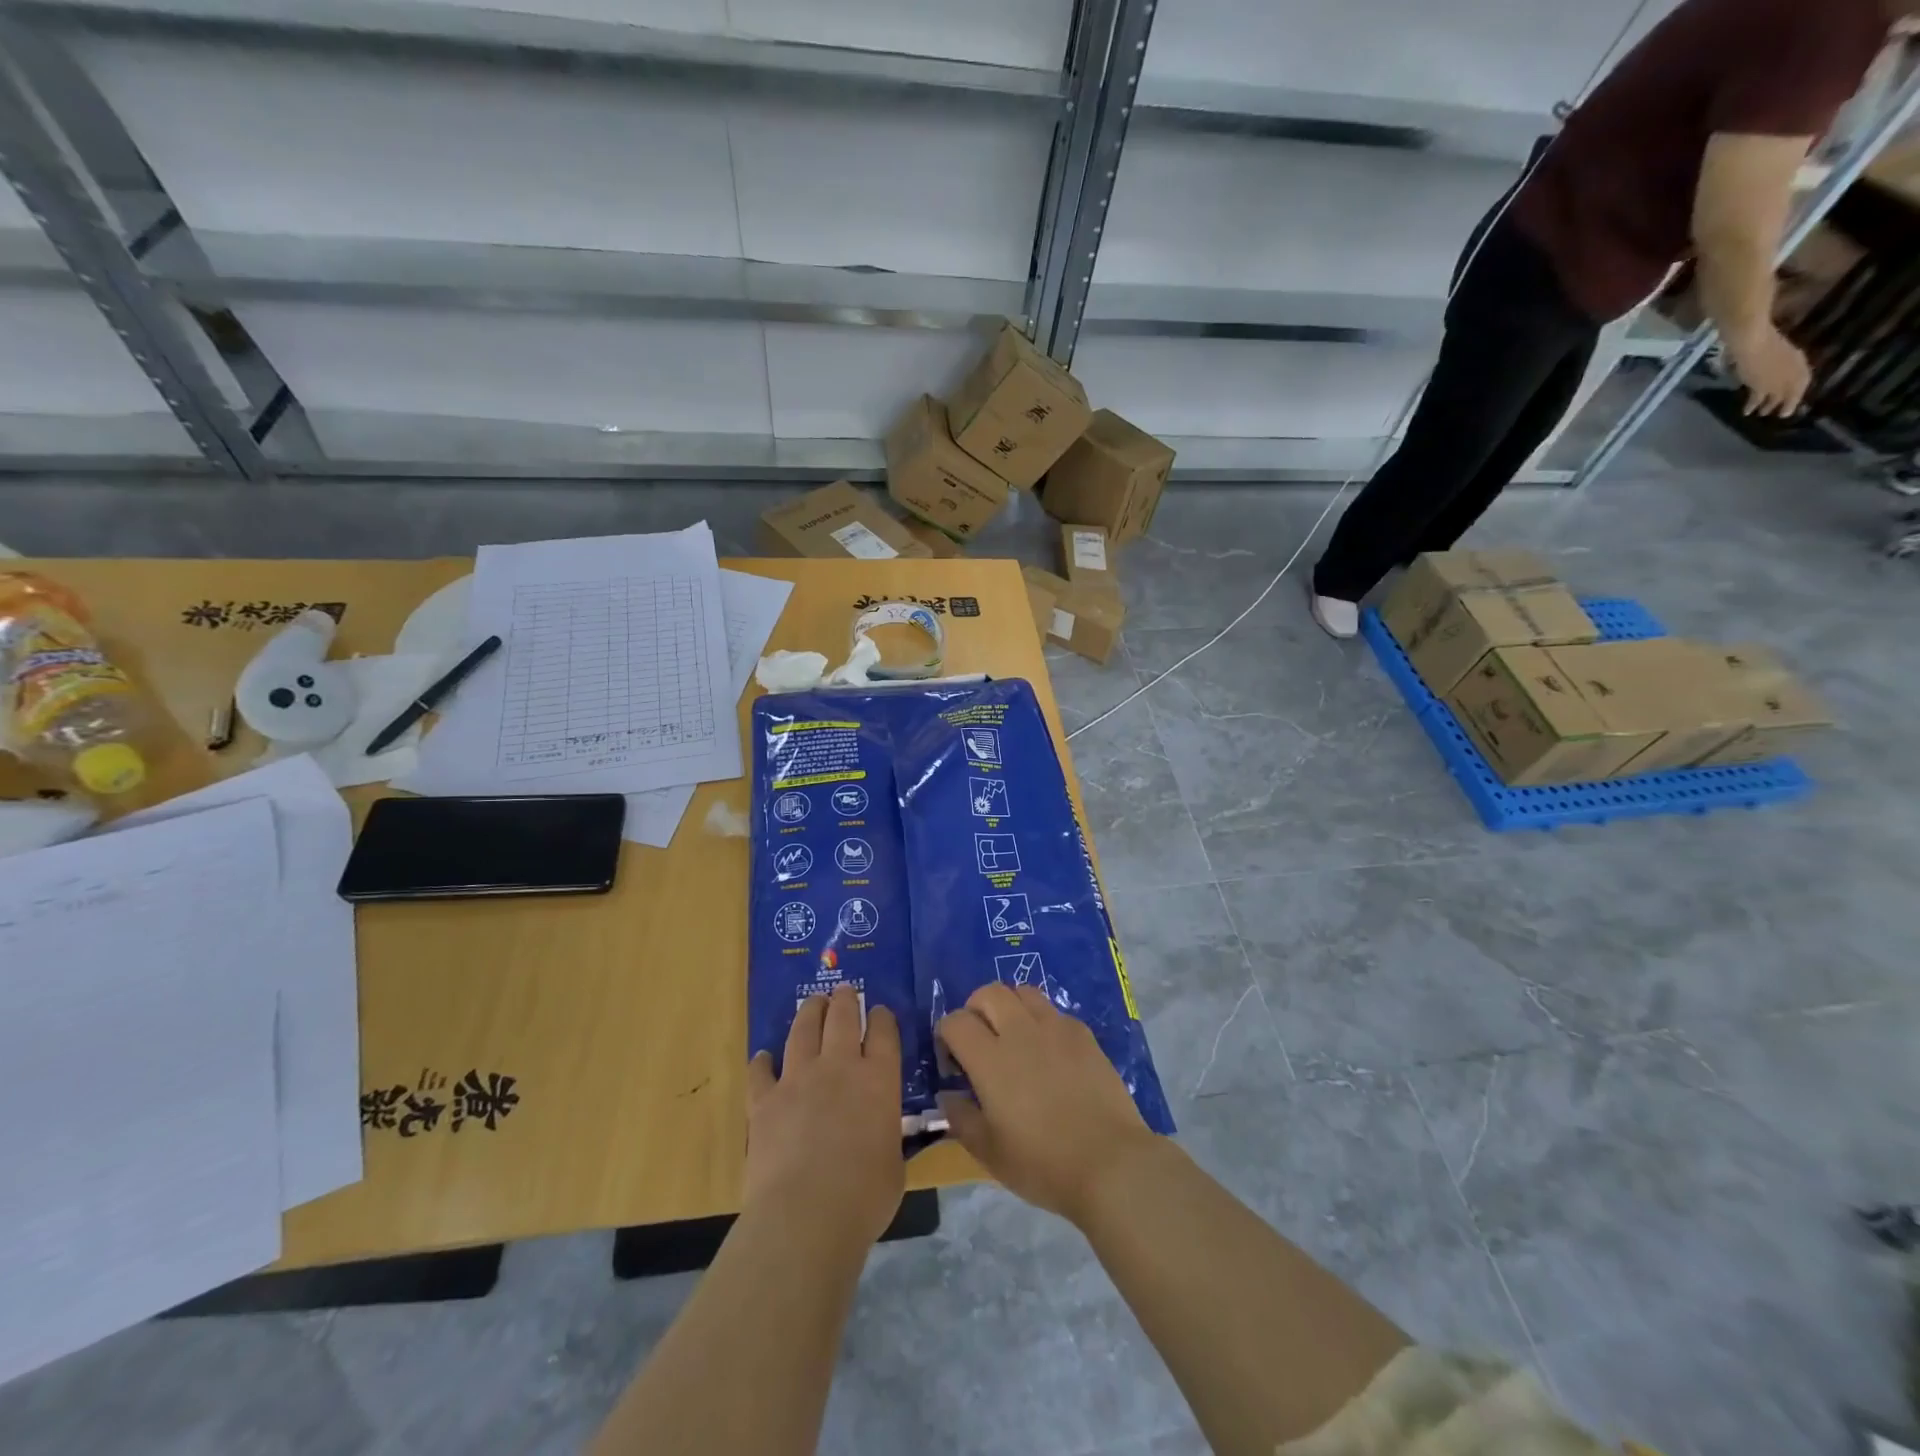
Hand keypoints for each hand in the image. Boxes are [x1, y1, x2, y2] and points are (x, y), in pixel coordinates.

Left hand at [746, 985, 903, 1248]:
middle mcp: (839, 1066)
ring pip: (803, 1030)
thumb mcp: (894, 1163)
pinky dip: (763, 1062)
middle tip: (844, 991)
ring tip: (813, 1003)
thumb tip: (884, 1135)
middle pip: (843, 1017)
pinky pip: (761, 1071)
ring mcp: (798, 1079)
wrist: (805, 1215)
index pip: (884, 1032)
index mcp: (879, 1079)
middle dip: (845, 1000)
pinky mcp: (764, 1100)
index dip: (882, 1018)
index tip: (880, 1012)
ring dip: (810, 1012)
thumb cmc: (864, 1197)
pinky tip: (763, 1057)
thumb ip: (888, 1136)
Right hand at [935, 983, 1160, 1227]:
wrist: (1110, 1164)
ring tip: (1013, 1038)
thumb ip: (961, 1117)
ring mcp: (1055, 1027)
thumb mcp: (989, 1153)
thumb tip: (947, 1094)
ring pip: (1023, 992)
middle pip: (988, 992)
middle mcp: (1020, 1031)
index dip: (946, 1037)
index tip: (953, 1066)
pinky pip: (1053, 1011)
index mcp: (990, 1059)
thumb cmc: (1043, 1164)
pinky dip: (1041, 1022)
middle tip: (979, 1042)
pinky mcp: (1083, 1034)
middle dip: (975, 1010)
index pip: (955, 1021)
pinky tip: (1048, 1053)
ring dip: (1009, 1007)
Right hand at [1726, 326, 1811, 416]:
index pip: (1802, 383)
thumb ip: (1787, 364)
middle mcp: (1791, 375)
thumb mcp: (1786, 352)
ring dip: (1768, 406)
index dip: (1798, 394)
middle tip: (1782, 415)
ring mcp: (1774, 381)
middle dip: (1786, 404)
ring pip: (1774, 397)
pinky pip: (1757, 398)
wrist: (1753, 343)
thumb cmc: (1770, 342)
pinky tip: (1746, 411)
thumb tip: (1785, 376)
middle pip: (1790, 393)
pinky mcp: (1757, 385)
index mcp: (1800, 364)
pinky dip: (1752, 405)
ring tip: (1762, 414)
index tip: (1793, 402)